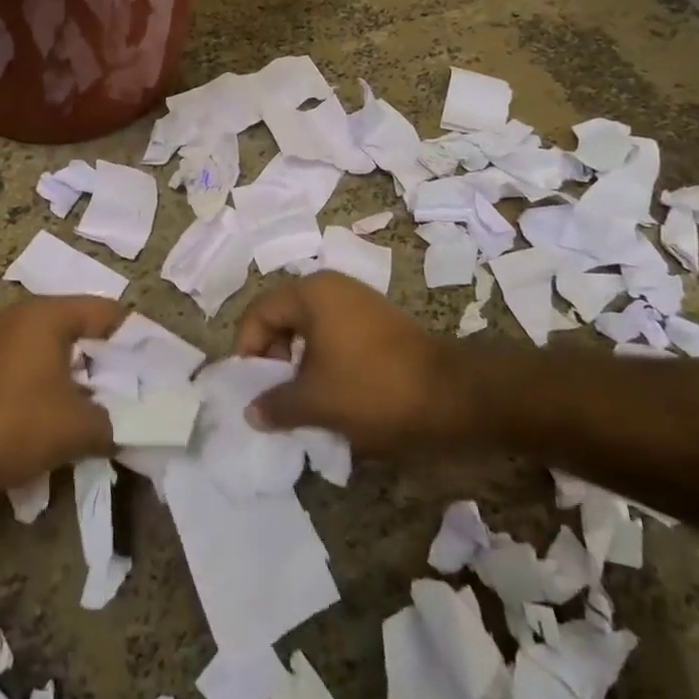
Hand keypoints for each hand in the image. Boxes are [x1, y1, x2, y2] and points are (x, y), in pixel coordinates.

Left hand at [0, 296, 122, 494]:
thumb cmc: (12, 421)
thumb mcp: (75, 428)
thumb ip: (113, 424)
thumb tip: (128, 428)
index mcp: (49, 314)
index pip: (109, 313)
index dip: (139, 339)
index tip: (159, 367)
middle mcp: (23, 317)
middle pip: (83, 331)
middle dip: (111, 364)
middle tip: (138, 393)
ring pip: (56, 355)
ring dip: (81, 381)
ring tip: (106, 411)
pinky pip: (32, 372)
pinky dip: (53, 390)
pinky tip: (64, 421)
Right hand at [234, 274, 471, 456]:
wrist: (451, 395)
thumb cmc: (372, 389)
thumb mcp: (315, 402)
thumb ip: (275, 404)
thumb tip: (251, 412)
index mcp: (311, 293)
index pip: (259, 312)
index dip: (247, 348)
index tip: (250, 385)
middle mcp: (332, 286)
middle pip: (283, 315)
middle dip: (273, 355)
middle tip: (274, 391)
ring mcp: (359, 301)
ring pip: (310, 326)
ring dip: (298, 360)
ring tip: (301, 397)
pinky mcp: (379, 320)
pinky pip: (335, 333)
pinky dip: (324, 358)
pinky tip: (332, 390)